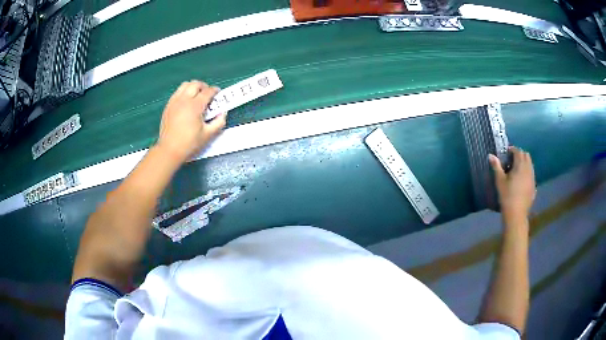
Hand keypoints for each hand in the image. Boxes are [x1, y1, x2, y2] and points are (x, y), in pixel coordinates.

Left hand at [156, 81, 226, 163]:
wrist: (169, 150)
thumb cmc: (189, 144)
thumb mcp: (208, 135)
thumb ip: (219, 122)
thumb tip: (223, 113)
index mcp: (195, 106)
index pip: (208, 91)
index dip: (215, 91)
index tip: (218, 93)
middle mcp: (184, 100)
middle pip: (195, 84)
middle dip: (204, 86)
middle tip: (208, 94)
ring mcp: (174, 102)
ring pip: (185, 85)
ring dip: (193, 87)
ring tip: (197, 95)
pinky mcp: (168, 106)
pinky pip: (177, 92)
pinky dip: (184, 92)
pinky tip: (186, 102)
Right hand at [489, 147, 535, 220]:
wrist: (516, 214)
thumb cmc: (507, 196)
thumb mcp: (500, 181)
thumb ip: (496, 167)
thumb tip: (491, 155)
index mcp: (520, 165)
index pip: (518, 151)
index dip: (512, 150)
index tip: (506, 153)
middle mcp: (528, 169)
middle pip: (526, 155)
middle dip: (519, 154)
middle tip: (511, 160)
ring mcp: (532, 178)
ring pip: (530, 164)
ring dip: (524, 163)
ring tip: (516, 169)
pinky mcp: (533, 186)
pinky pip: (531, 174)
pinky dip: (527, 172)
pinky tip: (521, 180)